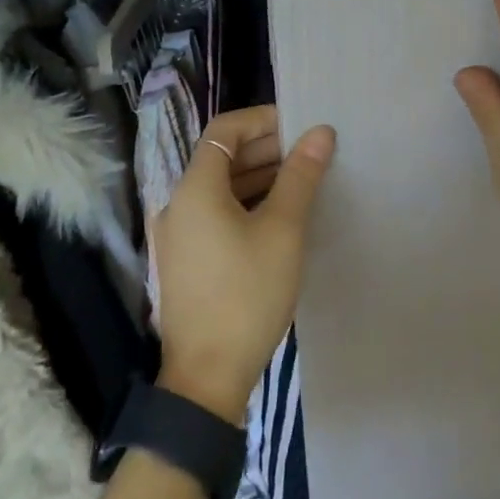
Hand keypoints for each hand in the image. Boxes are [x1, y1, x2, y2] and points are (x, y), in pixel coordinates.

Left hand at [152, 105, 334, 422]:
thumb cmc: (246, 294)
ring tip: (302, 180)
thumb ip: (300, 176)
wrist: (207, 379)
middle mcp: (179, 203)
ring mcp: (179, 234)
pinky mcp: (186, 259)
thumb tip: (321, 132)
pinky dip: (246, 203)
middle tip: (309, 152)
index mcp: (195, 187)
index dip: (262, 120)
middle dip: (266, 148)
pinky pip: (216, 213)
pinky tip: (279, 215)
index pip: (225, 130)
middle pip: (221, 157)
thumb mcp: (282, 230)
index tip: (300, 124)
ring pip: (220, 187)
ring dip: (258, 176)